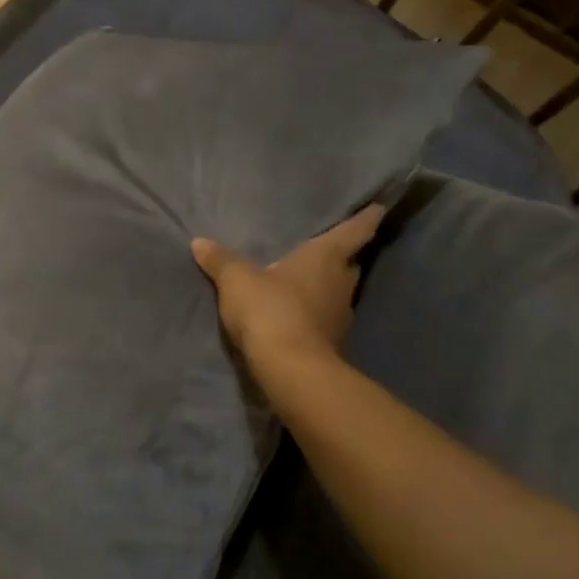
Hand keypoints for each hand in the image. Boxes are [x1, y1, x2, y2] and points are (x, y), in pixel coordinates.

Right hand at [190, 205, 384, 372]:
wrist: (290, 371)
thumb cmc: (270, 310)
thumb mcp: (237, 280)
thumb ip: (221, 260)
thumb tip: (200, 242)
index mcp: (327, 257)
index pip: (356, 230)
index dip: (367, 217)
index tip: (379, 208)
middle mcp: (341, 282)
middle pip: (349, 263)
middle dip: (342, 256)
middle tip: (327, 247)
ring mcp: (340, 316)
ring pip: (338, 292)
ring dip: (326, 287)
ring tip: (306, 281)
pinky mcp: (333, 343)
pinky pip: (325, 319)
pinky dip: (315, 313)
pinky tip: (298, 314)